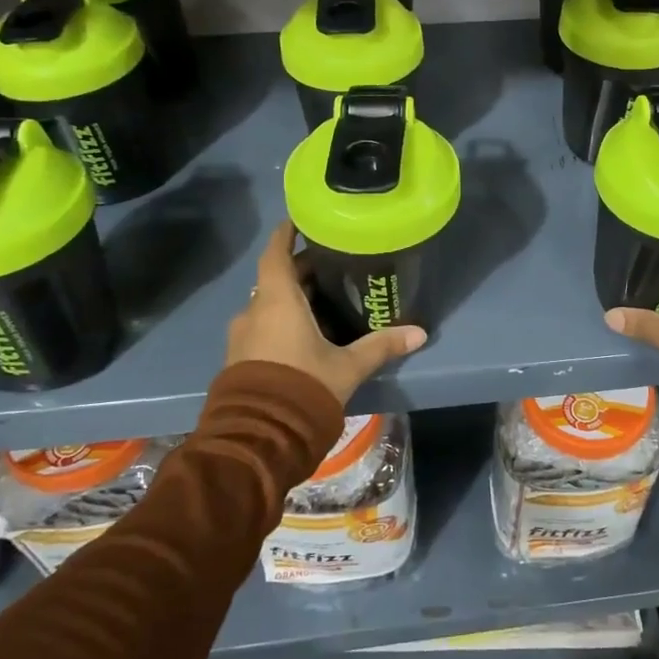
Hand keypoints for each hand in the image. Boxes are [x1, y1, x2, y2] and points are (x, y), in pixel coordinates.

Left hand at [226, 221, 426, 404]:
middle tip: (330, 266)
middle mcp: (254, 311)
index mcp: (277, 301)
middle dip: (300, 270)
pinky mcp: (239, 359)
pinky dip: (281, 321)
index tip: (300, 220)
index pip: (276, 254)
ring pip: (267, 305)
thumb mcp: (348, 367)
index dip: (286, 234)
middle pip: (275, 279)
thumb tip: (420, 333)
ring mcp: (242, 337)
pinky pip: (262, 327)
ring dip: (290, 299)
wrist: (258, 438)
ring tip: (322, 301)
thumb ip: (381, 346)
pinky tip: (305, 334)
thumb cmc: (303, 386)